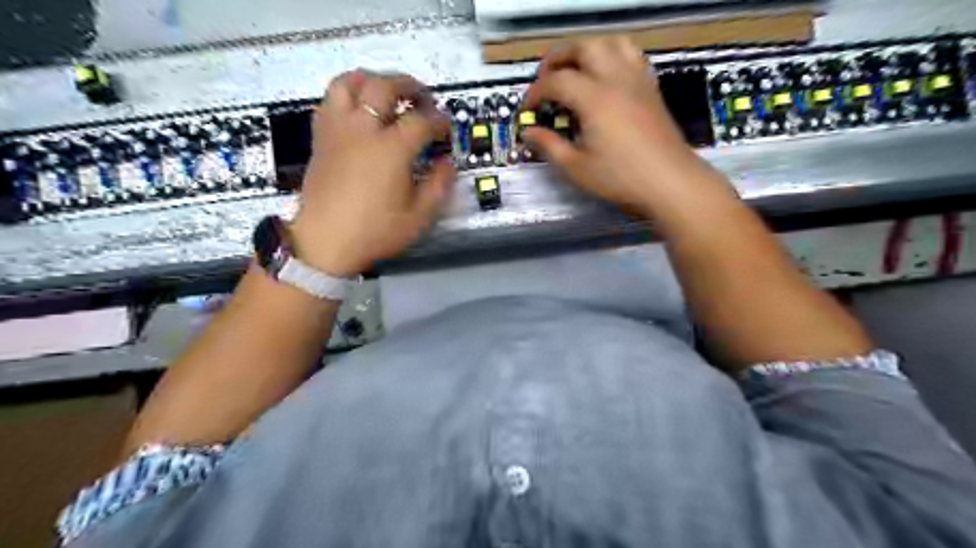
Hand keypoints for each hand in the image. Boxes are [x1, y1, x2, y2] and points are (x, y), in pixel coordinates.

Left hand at [291, 70, 455, 277]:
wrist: (325, 243)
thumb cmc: (375, 231)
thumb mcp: (419, 217)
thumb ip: (438, 186)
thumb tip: (447, 164)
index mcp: (391, 149)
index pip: (421, 121)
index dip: (439, 122)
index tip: (446, 130)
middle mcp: (363, 130)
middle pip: (385, 86)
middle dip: (409, 86)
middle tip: (422, 97)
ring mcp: (338, 130)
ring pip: (350, 83)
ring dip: (372, 79)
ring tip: (386, 89)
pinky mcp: (321, 138)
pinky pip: (330, 101)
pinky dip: (347, 94)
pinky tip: (357, 109)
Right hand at [527, 37, 722, 213]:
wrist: (669, 181)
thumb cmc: (619, 178)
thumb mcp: (576, 168)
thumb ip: (549, 146)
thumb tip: (528, 132)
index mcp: (594, 99)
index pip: (557, 81)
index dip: (536, 92)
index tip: (527, 108)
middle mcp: (616, 79)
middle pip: (584, 47)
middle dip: (559, 58)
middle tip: (547, 79)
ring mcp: (637, 80)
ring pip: (612, 43)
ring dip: (588, 50)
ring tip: (577, 70)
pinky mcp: (651, 87)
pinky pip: (632, 55)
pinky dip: (613, 56)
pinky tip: (607, 77)